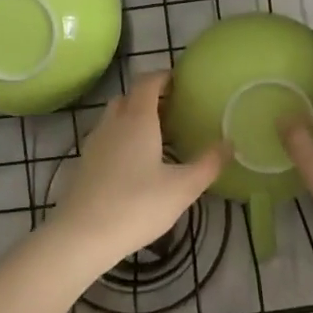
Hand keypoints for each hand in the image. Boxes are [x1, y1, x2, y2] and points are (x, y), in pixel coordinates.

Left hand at [50, 72, 224, 270]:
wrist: (82, 235)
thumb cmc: (137, 205)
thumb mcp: (182, 188)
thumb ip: (208, 164)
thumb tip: (230, 143)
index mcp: (138, 119)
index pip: (147, 82)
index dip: (163, 77)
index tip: (179, 82)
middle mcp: (113, 122)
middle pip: (129, 96)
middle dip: (149, 96)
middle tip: (172, 110)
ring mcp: (95, 142)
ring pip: (114, 116)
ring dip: (133, 116)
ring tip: (155, 136)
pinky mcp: (84, 162)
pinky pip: (105, 136)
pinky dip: (120, 137)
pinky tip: (133, 162)